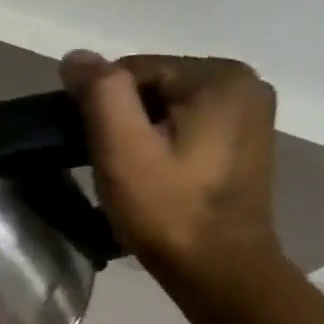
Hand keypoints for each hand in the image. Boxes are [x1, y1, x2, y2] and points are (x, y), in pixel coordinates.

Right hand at [60, 51, 284, 293]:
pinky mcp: (242, 138)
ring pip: (162, 106)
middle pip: (149, 86)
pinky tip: (155, 173)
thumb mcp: (121, 148)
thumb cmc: (166, 207)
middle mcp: (244, 83)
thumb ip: (100, 93)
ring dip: (137, 132)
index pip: (130, 70)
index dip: (101, 107)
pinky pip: (183, 123)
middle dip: (121, 119)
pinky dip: (159, 141)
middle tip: (113, 163)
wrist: (217, 267)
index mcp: (219, 77)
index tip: (99, 148)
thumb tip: (76, 56)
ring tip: (131, 171)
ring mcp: (248, 112)